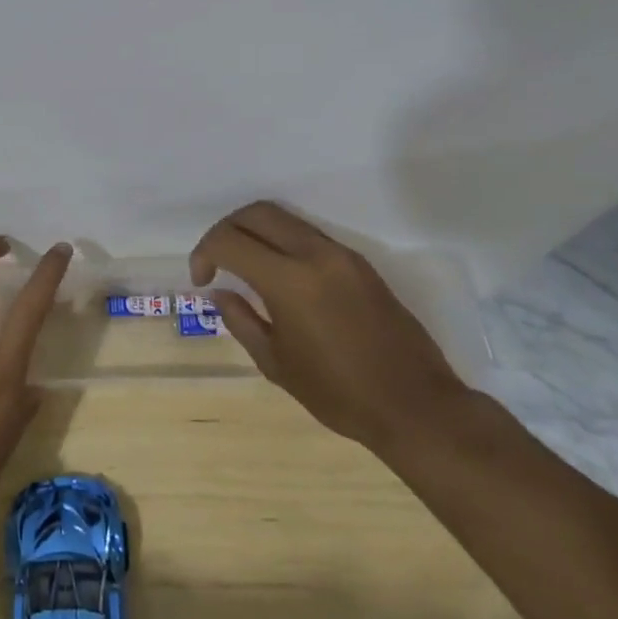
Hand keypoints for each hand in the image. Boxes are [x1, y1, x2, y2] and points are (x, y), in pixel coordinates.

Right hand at [191, 201, 473, 452]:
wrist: (415, 405)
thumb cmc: (339, 394)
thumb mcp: (275, 364)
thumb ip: (241, 320)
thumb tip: (221, 293)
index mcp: (289, 281)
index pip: (229, 241)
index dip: (204, 253)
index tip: (202, 280)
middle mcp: (315, 254)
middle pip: (256, 213)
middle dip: (225, 229)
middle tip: (216, 262)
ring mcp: (341, 254)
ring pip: (284, 218)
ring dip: (255, 232)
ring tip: (244, 266)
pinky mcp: (360, 262)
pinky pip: (309, 234)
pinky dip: (282, 242)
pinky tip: (278, 275)